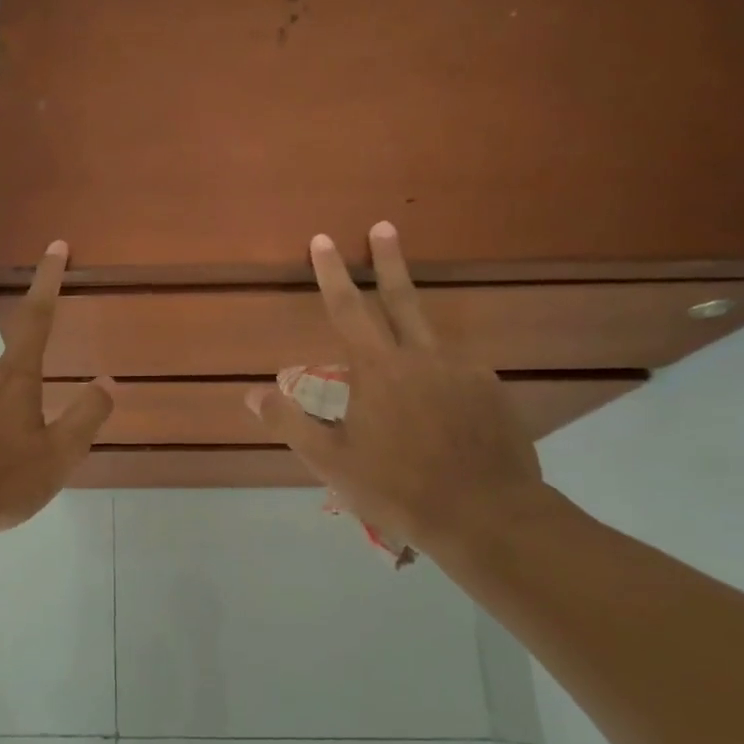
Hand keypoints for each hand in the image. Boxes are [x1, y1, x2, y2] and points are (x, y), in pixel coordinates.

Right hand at [247, 223, 545, 558]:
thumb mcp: (331, 462)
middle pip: (402, 298)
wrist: (488, 517)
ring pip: (431, 334)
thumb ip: (290, 422)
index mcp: (378, 369)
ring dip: (413, 317)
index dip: (331, 273)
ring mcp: (463, 371)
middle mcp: (422, 357)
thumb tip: (252, 392)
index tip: (324, 240)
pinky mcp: (491, 391)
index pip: (348, 308)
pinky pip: (456, 369)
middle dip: (388, 260)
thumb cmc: (398, 487)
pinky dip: (439, 372)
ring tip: (403, 336)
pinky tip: (438, 401)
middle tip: (384, 227)